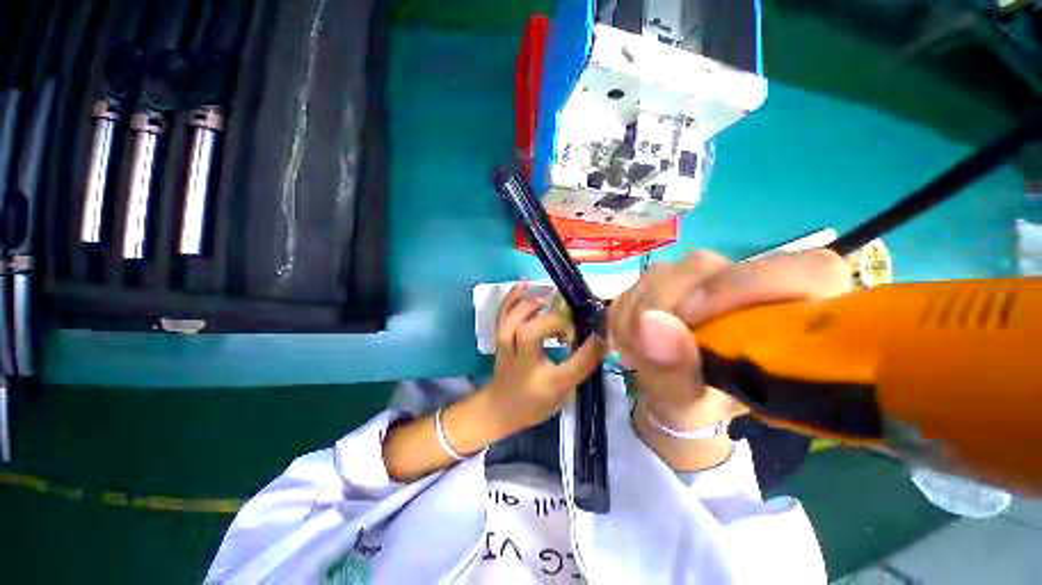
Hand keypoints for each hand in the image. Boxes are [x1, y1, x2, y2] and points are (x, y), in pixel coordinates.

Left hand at [480, 282, 606, 436]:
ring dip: (535, 305)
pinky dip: (512, 297)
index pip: (571, 365)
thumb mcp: (563, 390)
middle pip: (531, 333)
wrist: (500, 407)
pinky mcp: (499, 336)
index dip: (589, 349)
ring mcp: (505, 345)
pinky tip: (525, 283)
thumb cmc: (533, 402)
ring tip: (553, 298)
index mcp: (542, 380)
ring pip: (514, 319)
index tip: (602, 336)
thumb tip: (602, 340)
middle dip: (555, 323)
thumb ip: (582, 366)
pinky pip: (502, 313)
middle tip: (571, 324)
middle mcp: (521, 359)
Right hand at [609, 249, 851, 430]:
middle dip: (665, 307)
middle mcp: (752, 280)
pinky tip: (630, 339)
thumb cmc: (704, 407)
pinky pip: (636, 283)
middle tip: (646, 351)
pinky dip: (624, 313)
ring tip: (636, 352)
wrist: (676, 392)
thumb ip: (677, 371)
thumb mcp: (693, 406)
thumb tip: (649, 324)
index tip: (693, 321)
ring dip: (638, 313)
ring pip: (665, 272)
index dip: (751, 287)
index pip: (809, 270)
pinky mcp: (669, 276)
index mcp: (795, 314)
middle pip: (707, 268)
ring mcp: (707, 274)